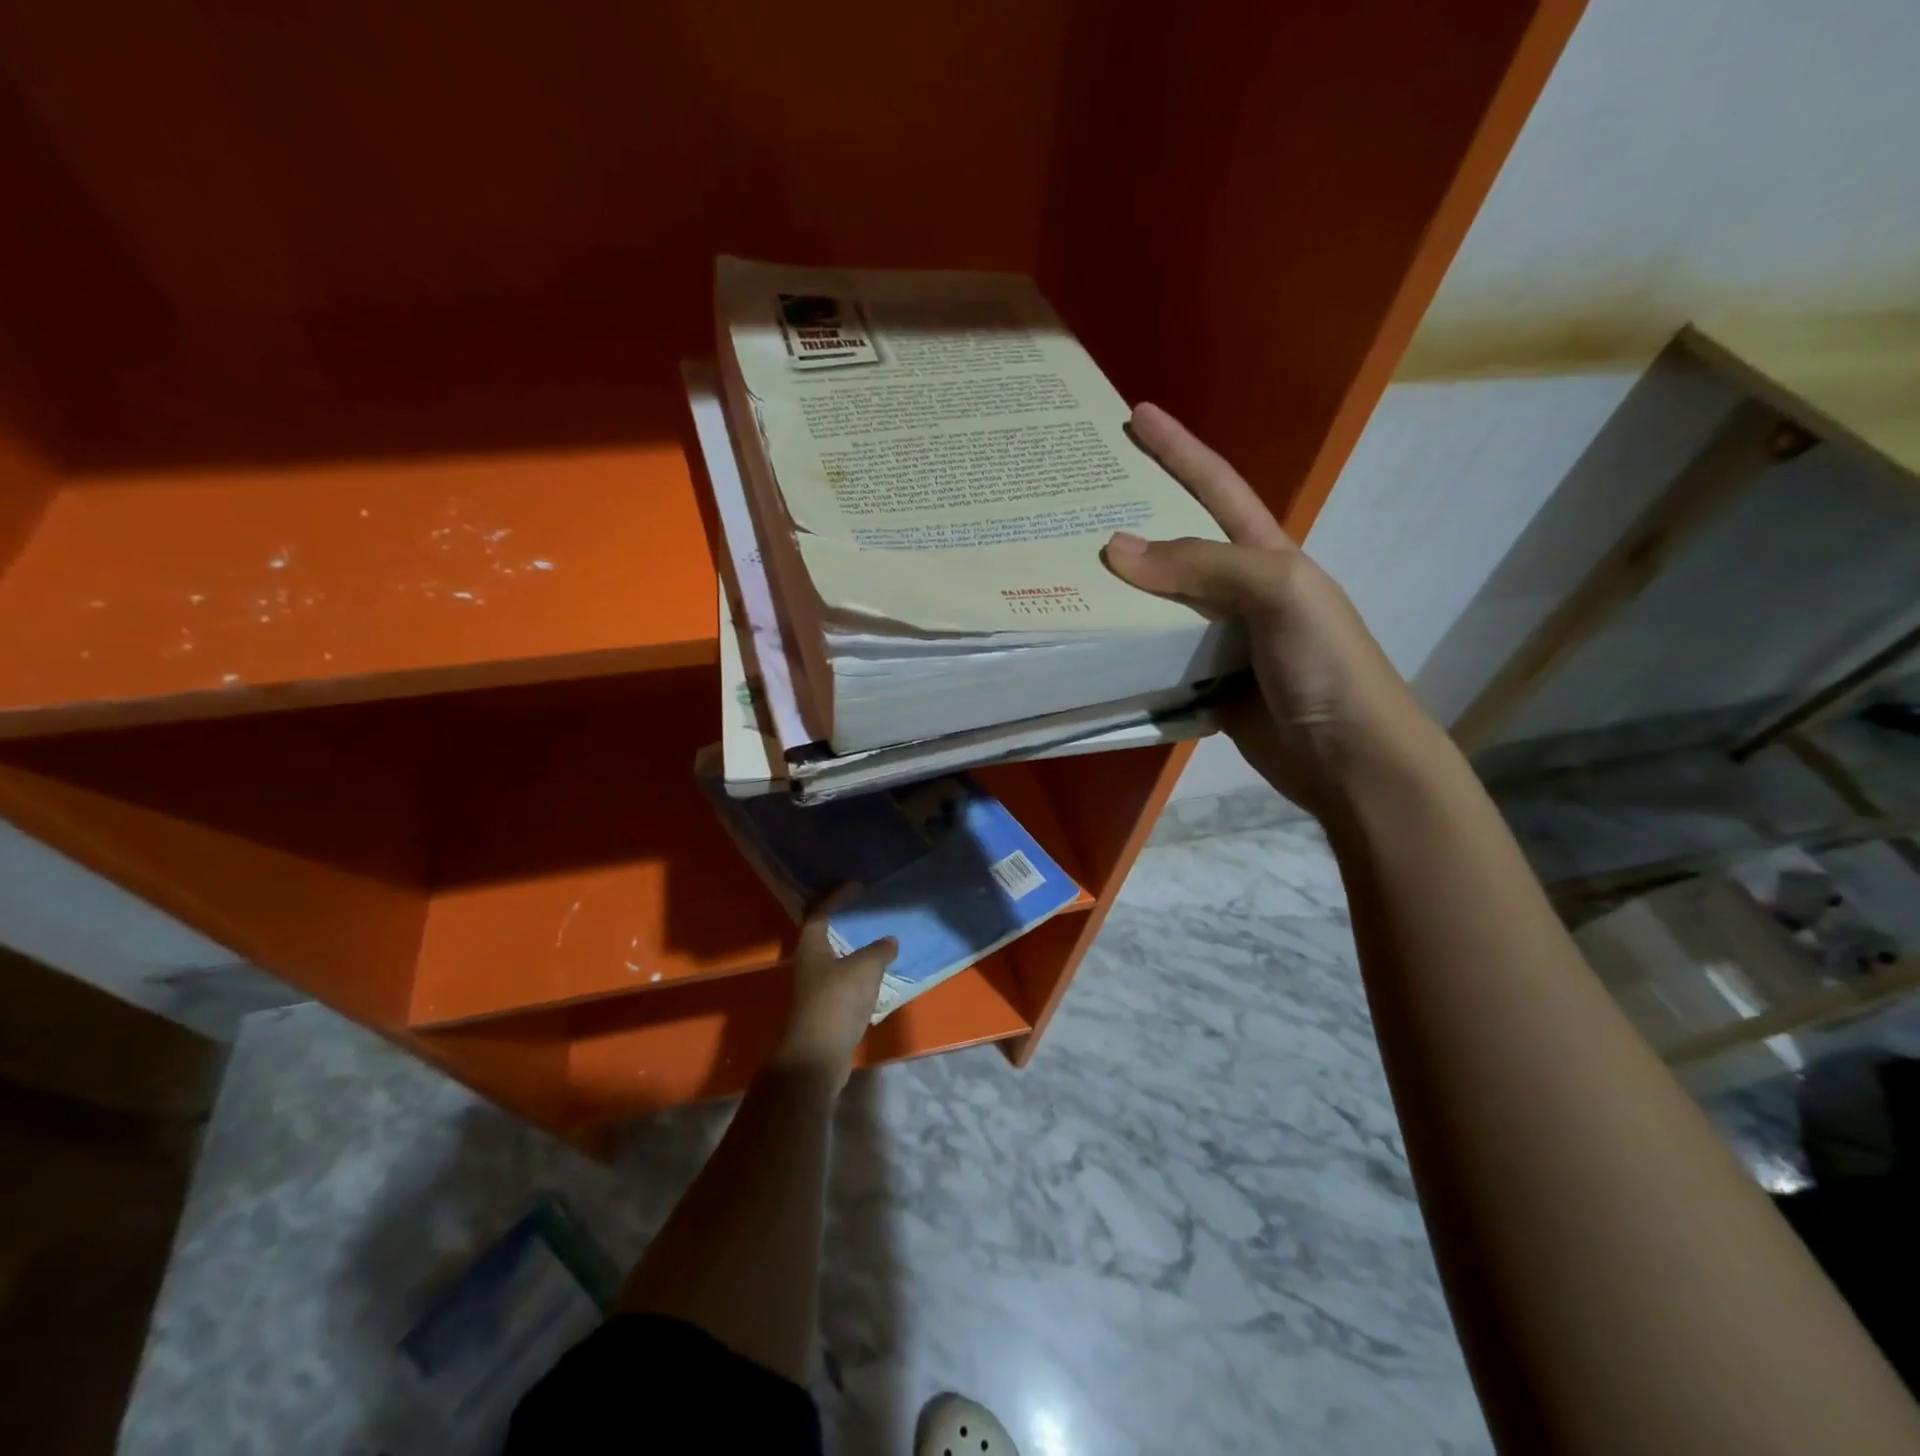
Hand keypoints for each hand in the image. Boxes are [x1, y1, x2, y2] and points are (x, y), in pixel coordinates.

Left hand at [771, 888, 897, 1087]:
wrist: (818, 1055)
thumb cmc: (837, 1002)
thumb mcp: (864, 969)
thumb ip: (879, 950)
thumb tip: (890, 940)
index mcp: (812, 946)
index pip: (821, 911)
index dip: (837, 896)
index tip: (857, 886)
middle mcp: (809, 963)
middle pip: (825, 933)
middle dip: (845, 921)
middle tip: (869, 911)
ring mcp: (816, 987)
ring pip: (835, 957)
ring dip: (854, 947)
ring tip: (878, 940)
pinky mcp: (826, 1007)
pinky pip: (844, 979)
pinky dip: (859, 971)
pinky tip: (877, 973)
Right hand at [1104, 402, 1439, 816]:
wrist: (1347, 759)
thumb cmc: (1326, 664)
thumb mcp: (1278, 592)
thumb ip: (1203, 565)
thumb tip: (1115, 548)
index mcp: (1265, 555)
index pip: (1216, 487)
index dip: (1180, 449)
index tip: (1136, 415)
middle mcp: (1238, 591)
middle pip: (1175, 546)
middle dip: (1131, 521)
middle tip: (1075, 505)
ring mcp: (1218, 641)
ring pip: (1157, 605)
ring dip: (1117, 592)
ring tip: (1065, 573)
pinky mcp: (1202, 685)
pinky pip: (1153, 658)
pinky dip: (1123, 650)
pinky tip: (1087, 641)